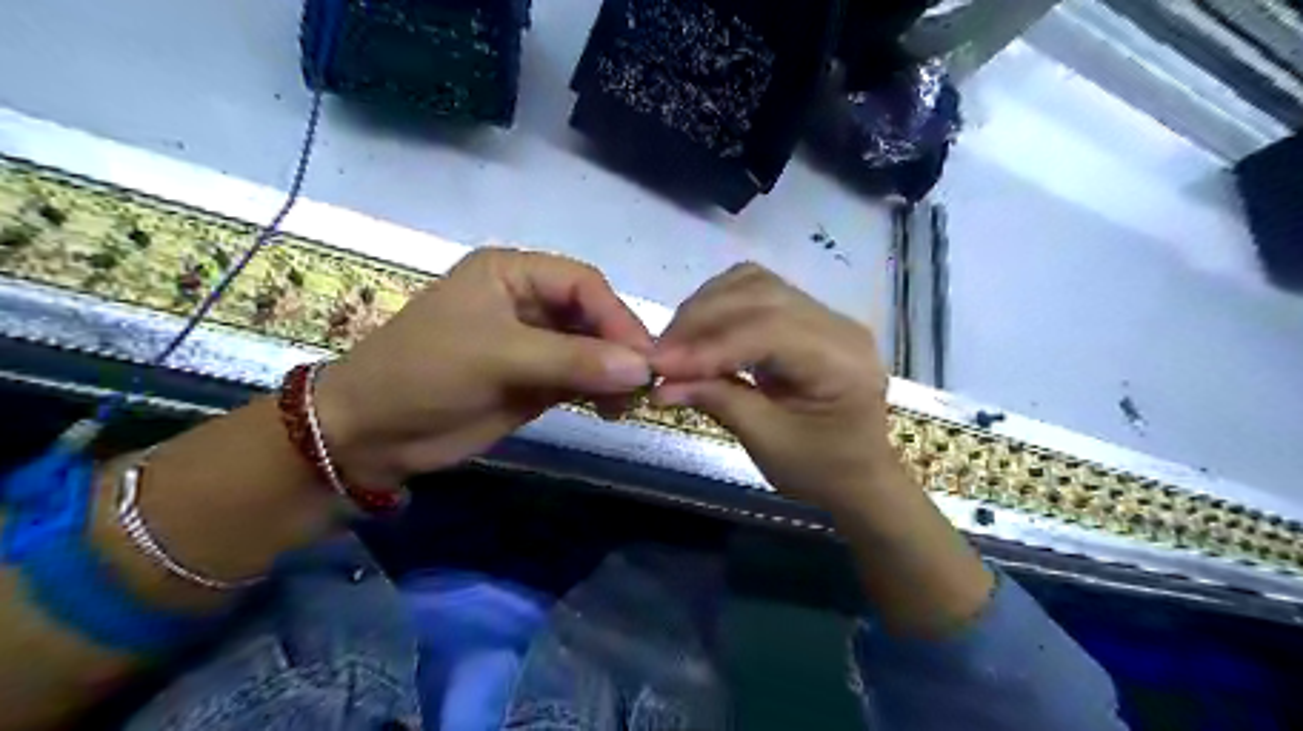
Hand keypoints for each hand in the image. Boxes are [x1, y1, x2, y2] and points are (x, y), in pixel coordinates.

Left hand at [312, 248, 657, 486]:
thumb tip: (642, 368)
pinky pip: (581, 379)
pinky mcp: (535, 380)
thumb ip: (573, 360)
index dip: (616, 316)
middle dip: (619, 347)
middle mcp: (528, 302)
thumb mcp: (499, 357)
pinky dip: (601, 392)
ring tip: (628, 403)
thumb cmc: (426, 374)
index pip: (583, 284)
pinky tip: (612, 410)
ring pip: (592, 350)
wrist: (372, 434)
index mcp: (513, 273)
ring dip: (614, 373)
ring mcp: (533, 343)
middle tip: (644, 384)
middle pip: (593, 316)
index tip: (642, 357)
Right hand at [651, 262, 896, 512]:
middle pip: (759, 295)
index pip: (768, 331)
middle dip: (700, 320)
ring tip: (675, 343)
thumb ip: (717, 401)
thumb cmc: (822, 470)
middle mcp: (838, 324)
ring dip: (706, 307)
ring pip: (754, 284)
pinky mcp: (806, 316)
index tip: (660, 366)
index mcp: (842, 360)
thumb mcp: (768, 442)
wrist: (859, 476)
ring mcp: (824, 314)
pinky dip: (719, 305)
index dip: (708, 345)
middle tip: (659, 354)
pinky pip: (756, 292)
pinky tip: (699, 331)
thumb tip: (660, 384)